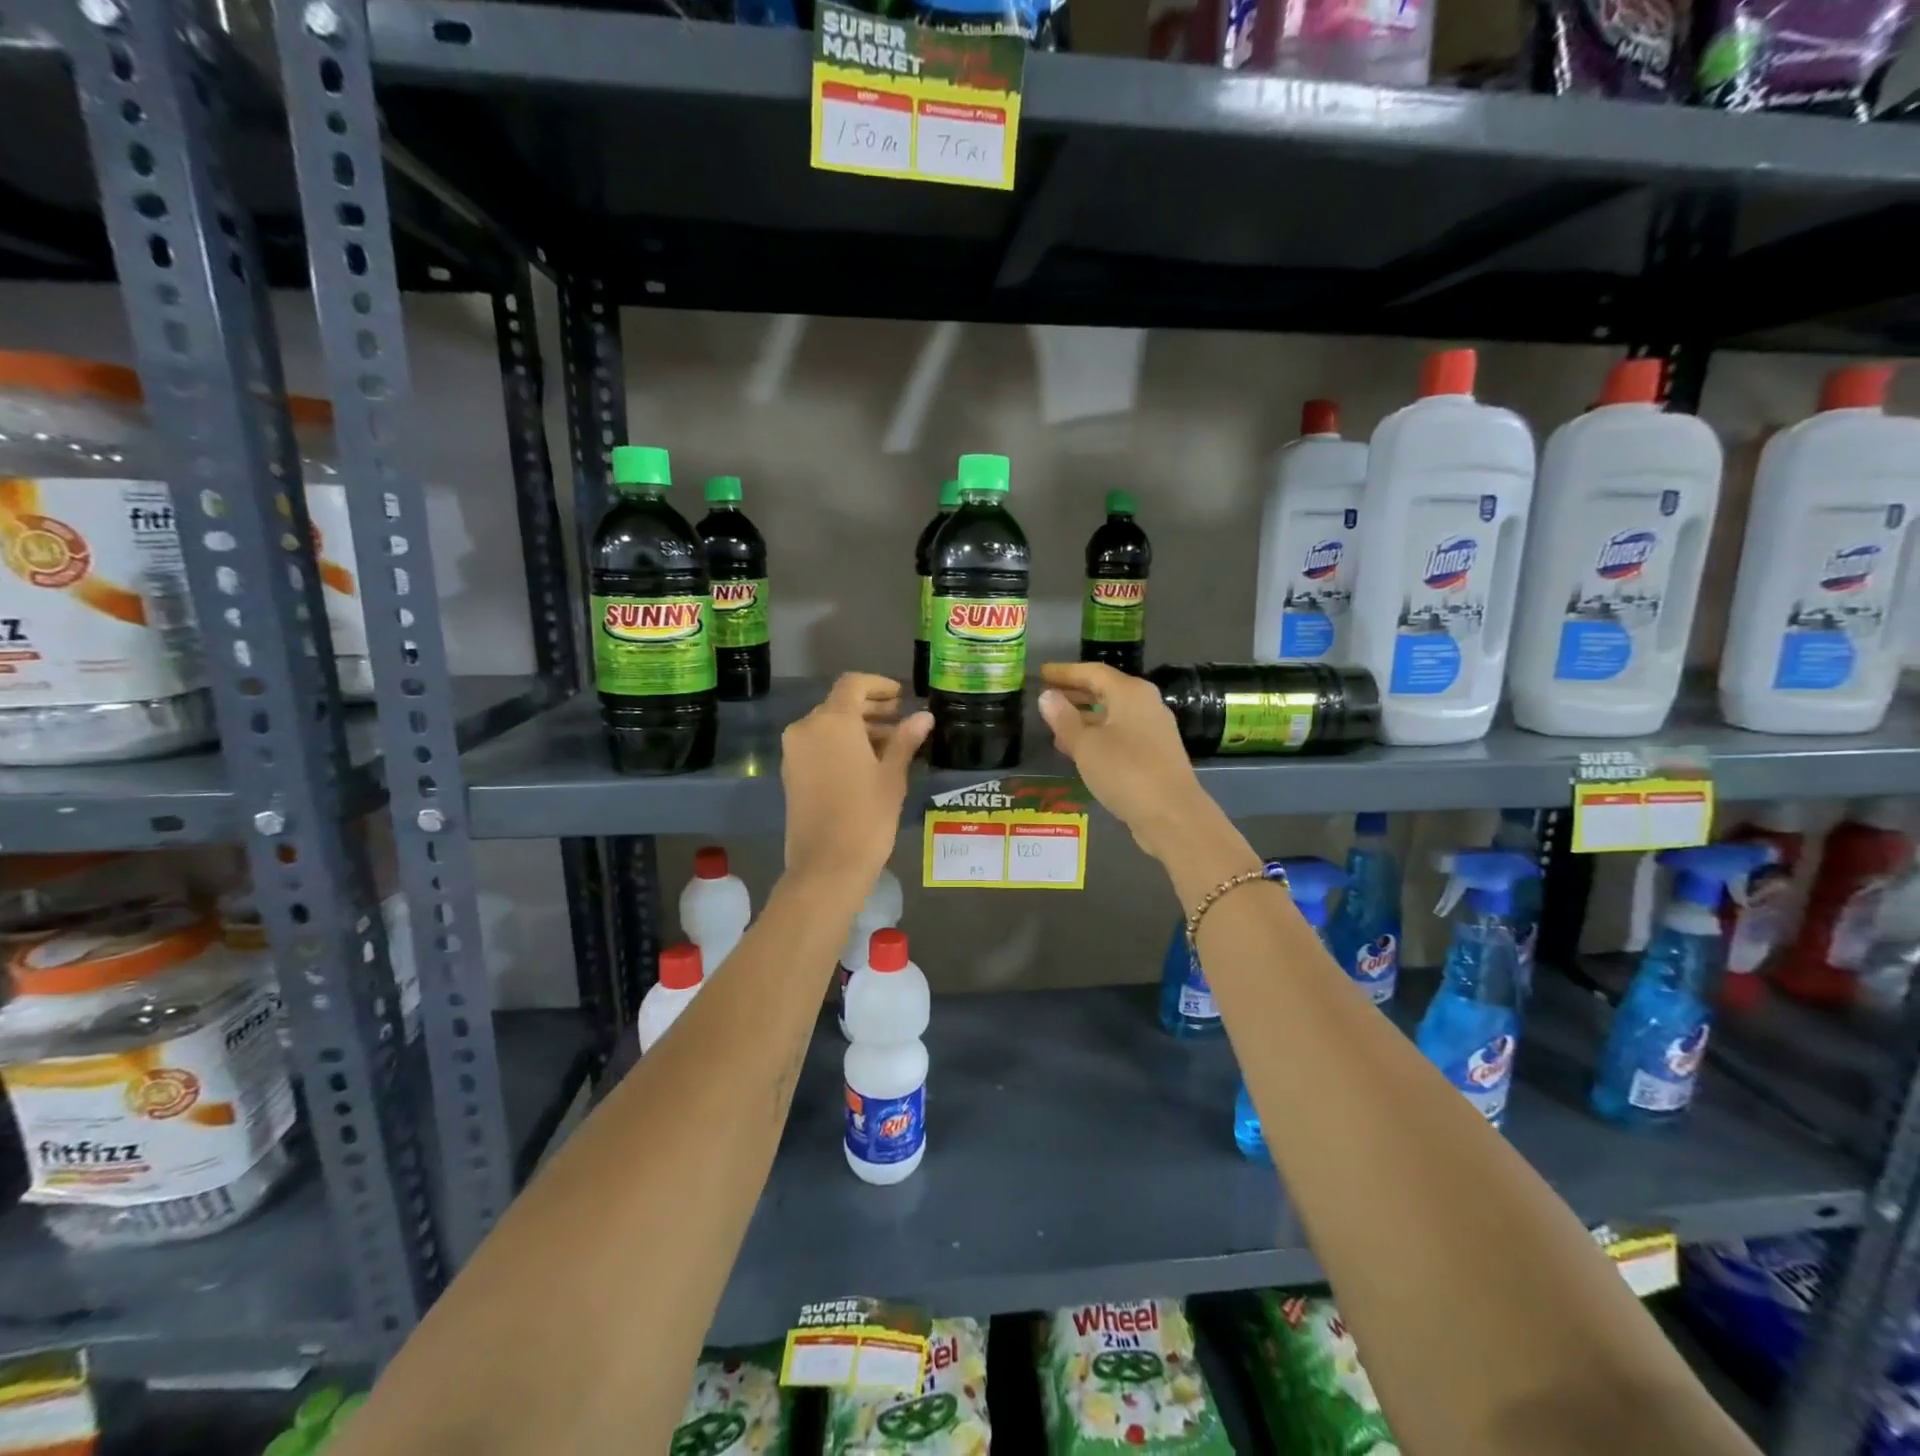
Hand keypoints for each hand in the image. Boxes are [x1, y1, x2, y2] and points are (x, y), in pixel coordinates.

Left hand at [782, 673, 931, 884]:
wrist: (827, 866)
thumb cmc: (866, 816)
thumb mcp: (892, 776)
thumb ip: (906, 740)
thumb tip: (924, 716)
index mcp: (832, 722)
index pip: (853, 685)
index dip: (879, 685)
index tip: (901, 697)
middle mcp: (806, 728)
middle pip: (839, 704)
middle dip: (870, 709)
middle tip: (901, 720)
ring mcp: (794, 752)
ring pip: (827, 725)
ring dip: (857, 728)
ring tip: (891, 745)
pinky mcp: (790, 773)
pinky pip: (817, 745)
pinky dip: (841, 744)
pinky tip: (867, 762)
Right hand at [1037, 663, 1211, 860]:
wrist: (1172, 814)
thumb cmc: (1125, 771)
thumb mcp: (1085, 745)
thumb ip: (1064, 719)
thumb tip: (1047, 696)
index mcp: (1130, 692)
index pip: (1093, 672)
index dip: (1065, 672)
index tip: (1042, 674)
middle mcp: (1146, 704)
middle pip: (1105, 691)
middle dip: (1074, 694)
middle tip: (1046, 698)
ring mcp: (1153, 730)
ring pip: (1112, 715)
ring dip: (1084, 718)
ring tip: (1055, 728)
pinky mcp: (1155, 754)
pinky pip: (1120, 734)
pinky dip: (1097, 736)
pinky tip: (1079, 752)